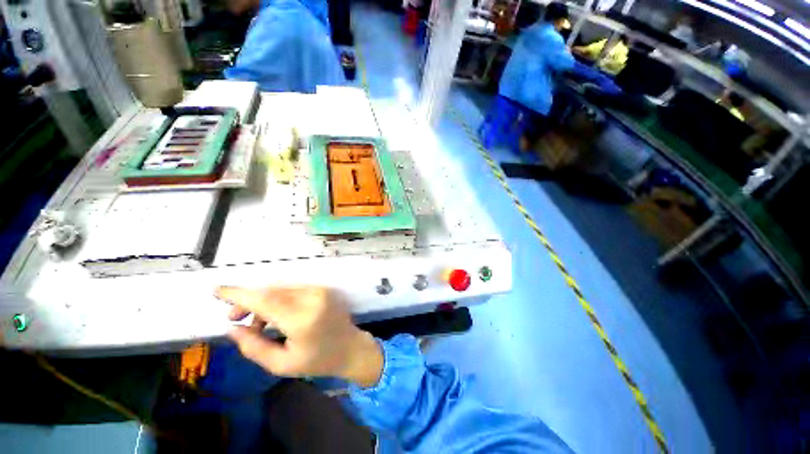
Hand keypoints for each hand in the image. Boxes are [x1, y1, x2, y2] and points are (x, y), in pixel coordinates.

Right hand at [215, 286, 383, 387]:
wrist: (351, 347)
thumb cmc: (318, 361)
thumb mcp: (281, 364)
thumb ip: (253, 347)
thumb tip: (232, 328)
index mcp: (302, 319)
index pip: (265, 300)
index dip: (239, 294)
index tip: (216, 291)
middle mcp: (313, 298)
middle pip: (271, 291)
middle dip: (248, 301)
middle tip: (234, 318)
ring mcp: (320, 290)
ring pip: (281, 288)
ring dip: (263, 300)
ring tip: (256, 323)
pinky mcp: (324, 288)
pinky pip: (293, 288)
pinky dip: (278, 298)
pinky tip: (274, 314)